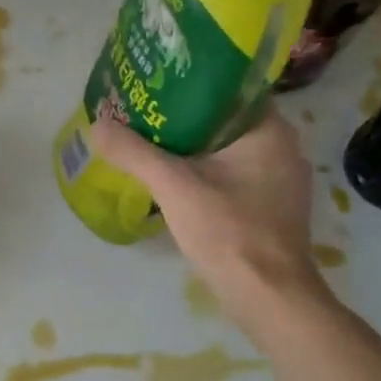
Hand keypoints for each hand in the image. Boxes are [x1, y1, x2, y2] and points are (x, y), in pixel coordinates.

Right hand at [90, 111, 328, 329]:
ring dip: (193, 149)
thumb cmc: (227, 230)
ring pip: (228, 151)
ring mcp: (280, 180)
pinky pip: (233, 176)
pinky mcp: (272, 207)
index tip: (153, 89)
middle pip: (224, 121)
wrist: (266, 295)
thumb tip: (97, 123)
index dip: (188, 86)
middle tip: (143, 117)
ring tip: (151, 146)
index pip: (227, 90)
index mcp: (269, 130)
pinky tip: (176, 183)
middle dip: (184, 120)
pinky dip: (205, 174)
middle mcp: (283, 147)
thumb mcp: (173, 187)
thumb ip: (134, 153)